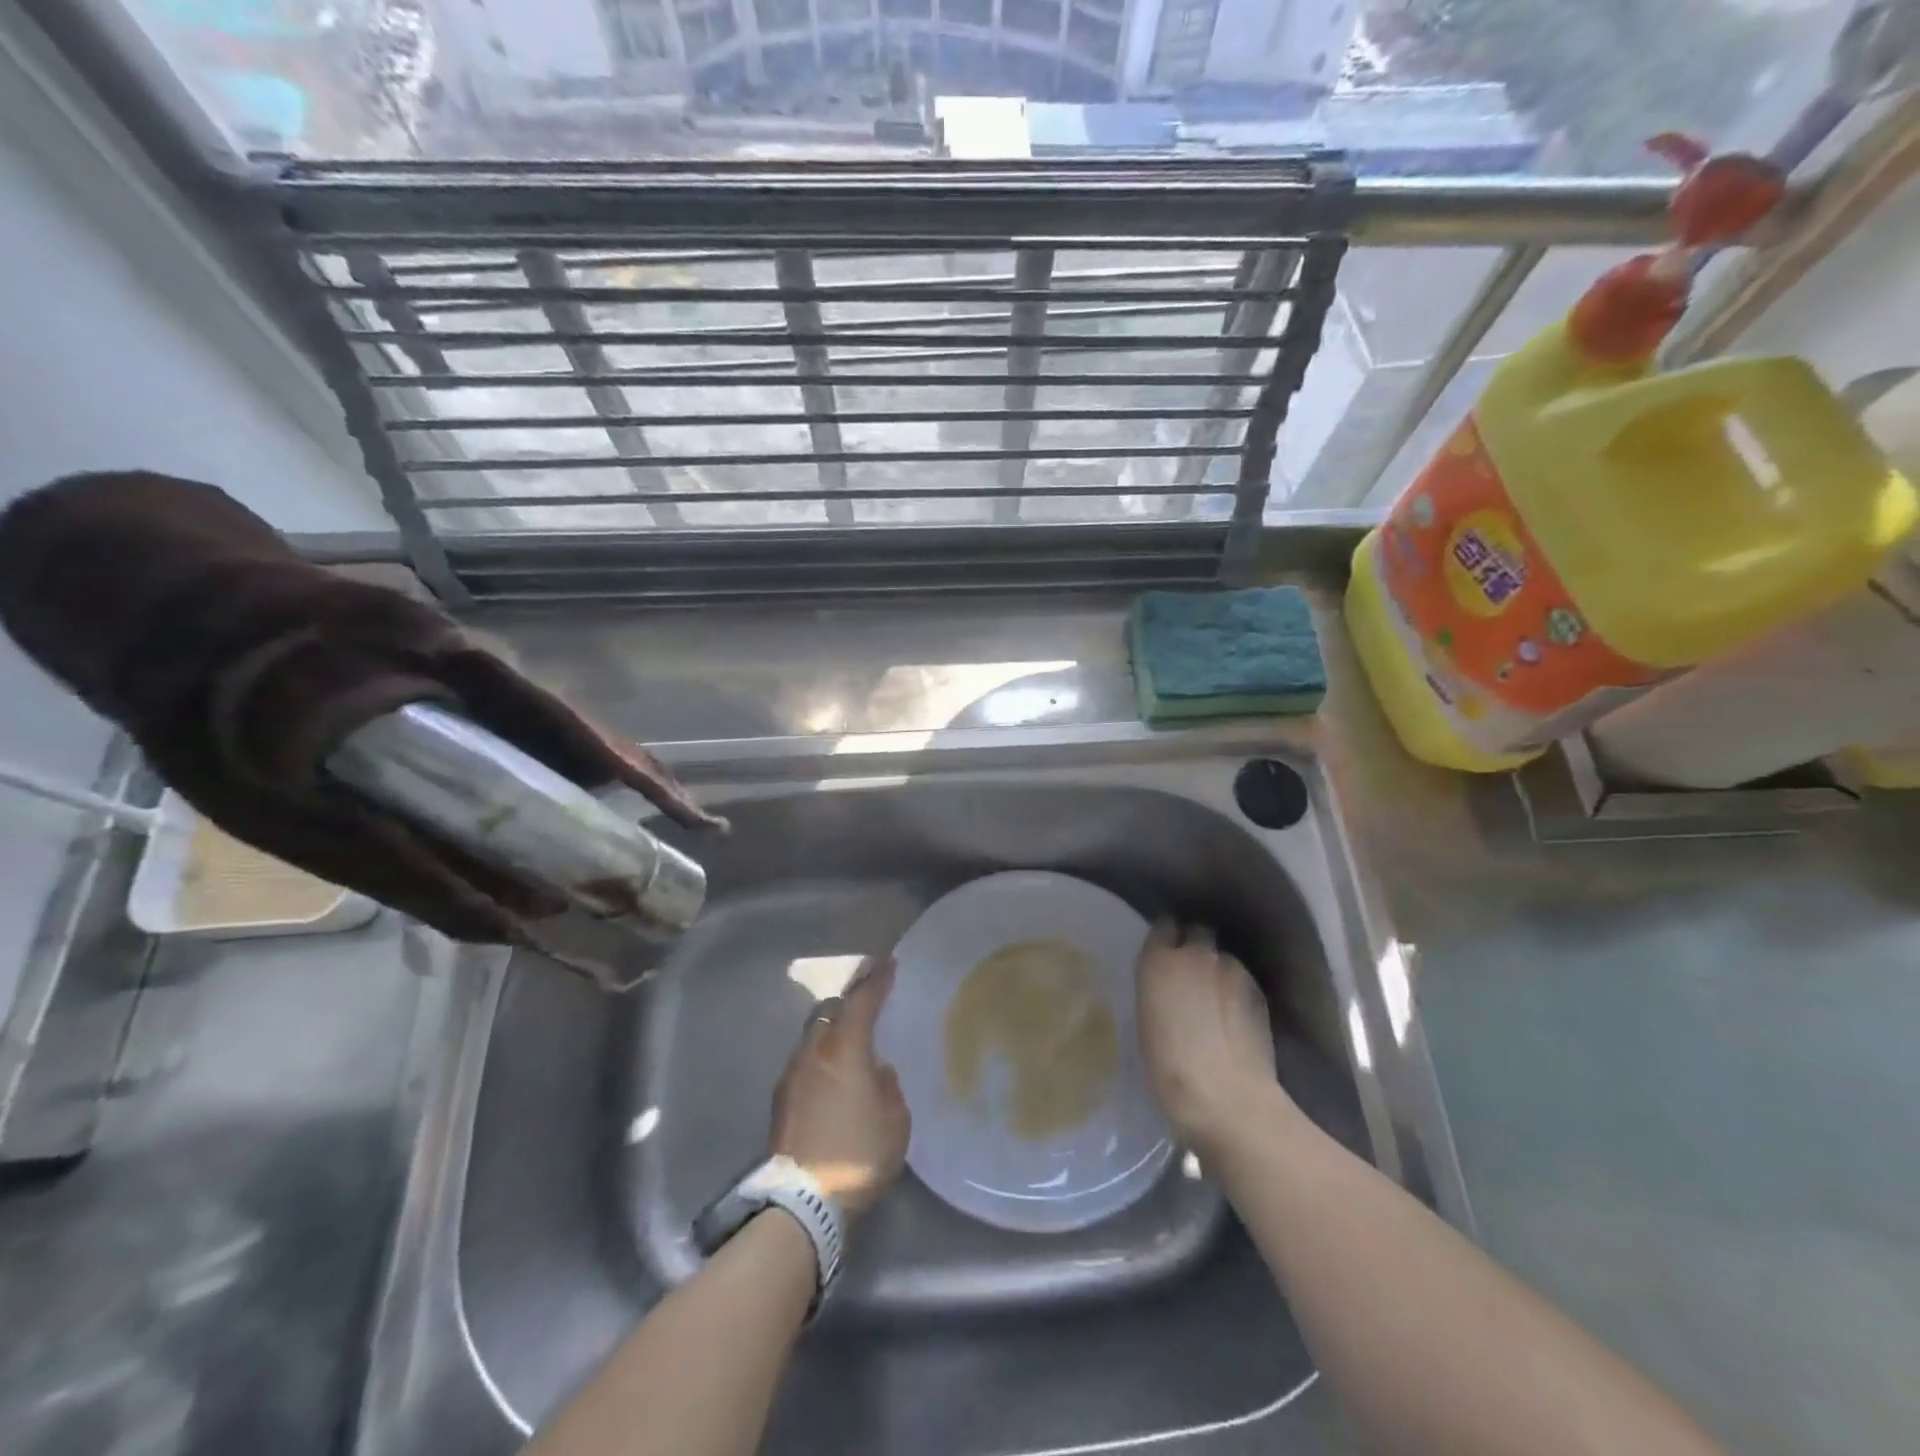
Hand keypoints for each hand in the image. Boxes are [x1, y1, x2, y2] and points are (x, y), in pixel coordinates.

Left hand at [770, 958, 910, 1220]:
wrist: (801, 1202)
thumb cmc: (858, 1155)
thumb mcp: (895, 1123)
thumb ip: (888, 1087)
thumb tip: (877, 1072)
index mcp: (846, 1050)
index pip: (862, 1001)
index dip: (877, 981)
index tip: (889, 965)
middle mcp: (814, 1052)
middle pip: (829, 1011)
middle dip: (848, 1002)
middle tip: (867, 1002)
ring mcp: (792, 1074)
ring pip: (813, 1036)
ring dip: (831, 1032)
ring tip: (850, 1045)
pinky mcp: (780, 1099)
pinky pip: (804, 1062)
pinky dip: (820, 1059)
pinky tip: (832, 1078)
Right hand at [1136, 922, 1279, 1154]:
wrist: (1229, 1099)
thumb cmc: (1169, 1068)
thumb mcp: (1146, 1021)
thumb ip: (1157, 988)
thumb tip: (1167, 983)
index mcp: (1159, 961)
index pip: (1163, 927)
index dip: (1165, 939)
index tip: (1163, 954)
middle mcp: (1196, 954)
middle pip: (1197, 932)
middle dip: (1194, 947)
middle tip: (1190, 975)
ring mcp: (1232, 970)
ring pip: (1223, 957)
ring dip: (1218, 970)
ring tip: (1216, 999)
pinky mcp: (1258, 991)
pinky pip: (1242, 979)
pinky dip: (1236, 990)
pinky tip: (1234, 1017)